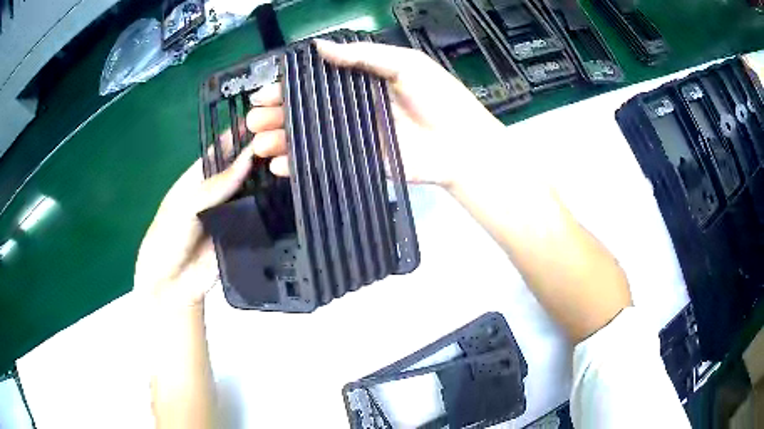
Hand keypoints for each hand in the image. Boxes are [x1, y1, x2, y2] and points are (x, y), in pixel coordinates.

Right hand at [246, 40, 507, 188]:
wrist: (462, 143)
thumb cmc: (438, 97)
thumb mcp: (405, 64)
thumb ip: (363, 56)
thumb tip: (319, 47)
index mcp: (360, 83)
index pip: (315, 84)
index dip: (288, 88)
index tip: (262, 94)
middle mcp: (351, 109)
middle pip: (306, 112)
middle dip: (276, 116)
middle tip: (252, 122)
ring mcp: (353, 138)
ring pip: (309, 138)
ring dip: (281, 140)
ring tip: (258, 144)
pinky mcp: (359, 163)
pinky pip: (323, 163)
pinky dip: (300, 165)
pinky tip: (280, 165)